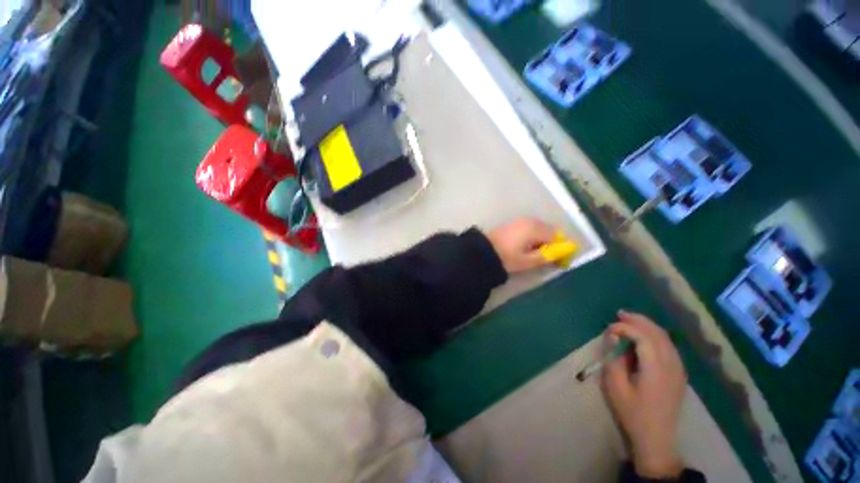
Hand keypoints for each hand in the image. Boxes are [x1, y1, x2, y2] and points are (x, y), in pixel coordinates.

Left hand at [486, 218, 556, 273]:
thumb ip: (547, 257)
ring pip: (539, 229)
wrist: (482, 251)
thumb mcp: (528, 261)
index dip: (560, 248)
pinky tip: (524, 247)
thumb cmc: (506, 257)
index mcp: (536, 228)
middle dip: (551, 243)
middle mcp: (530, 220)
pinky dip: (532, 236)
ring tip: (533, 253)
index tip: (557, 260)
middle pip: (549, 230)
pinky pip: (529, 228)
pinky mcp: (513, 222)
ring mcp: (520, 220)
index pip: (557, 236)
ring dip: (541, 240)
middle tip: (545, 257)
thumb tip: (561, 254)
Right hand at [602, 311, 686, 478]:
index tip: (608, 329)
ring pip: (665, 338)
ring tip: (629, 320)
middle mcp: (672, 365)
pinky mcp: (679, 373)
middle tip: (619, 314)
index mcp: (656, 369)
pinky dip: (655, 336)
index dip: (625, 328)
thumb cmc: (632, 412)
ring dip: (647, 326)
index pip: (643, 337)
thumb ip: (614, 357)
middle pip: (657, 333)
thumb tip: (613, 336)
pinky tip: (644, 336)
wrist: (657, 437)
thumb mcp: (615, 386)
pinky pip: (669, 346)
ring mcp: (679, 369)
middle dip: (638, 320)